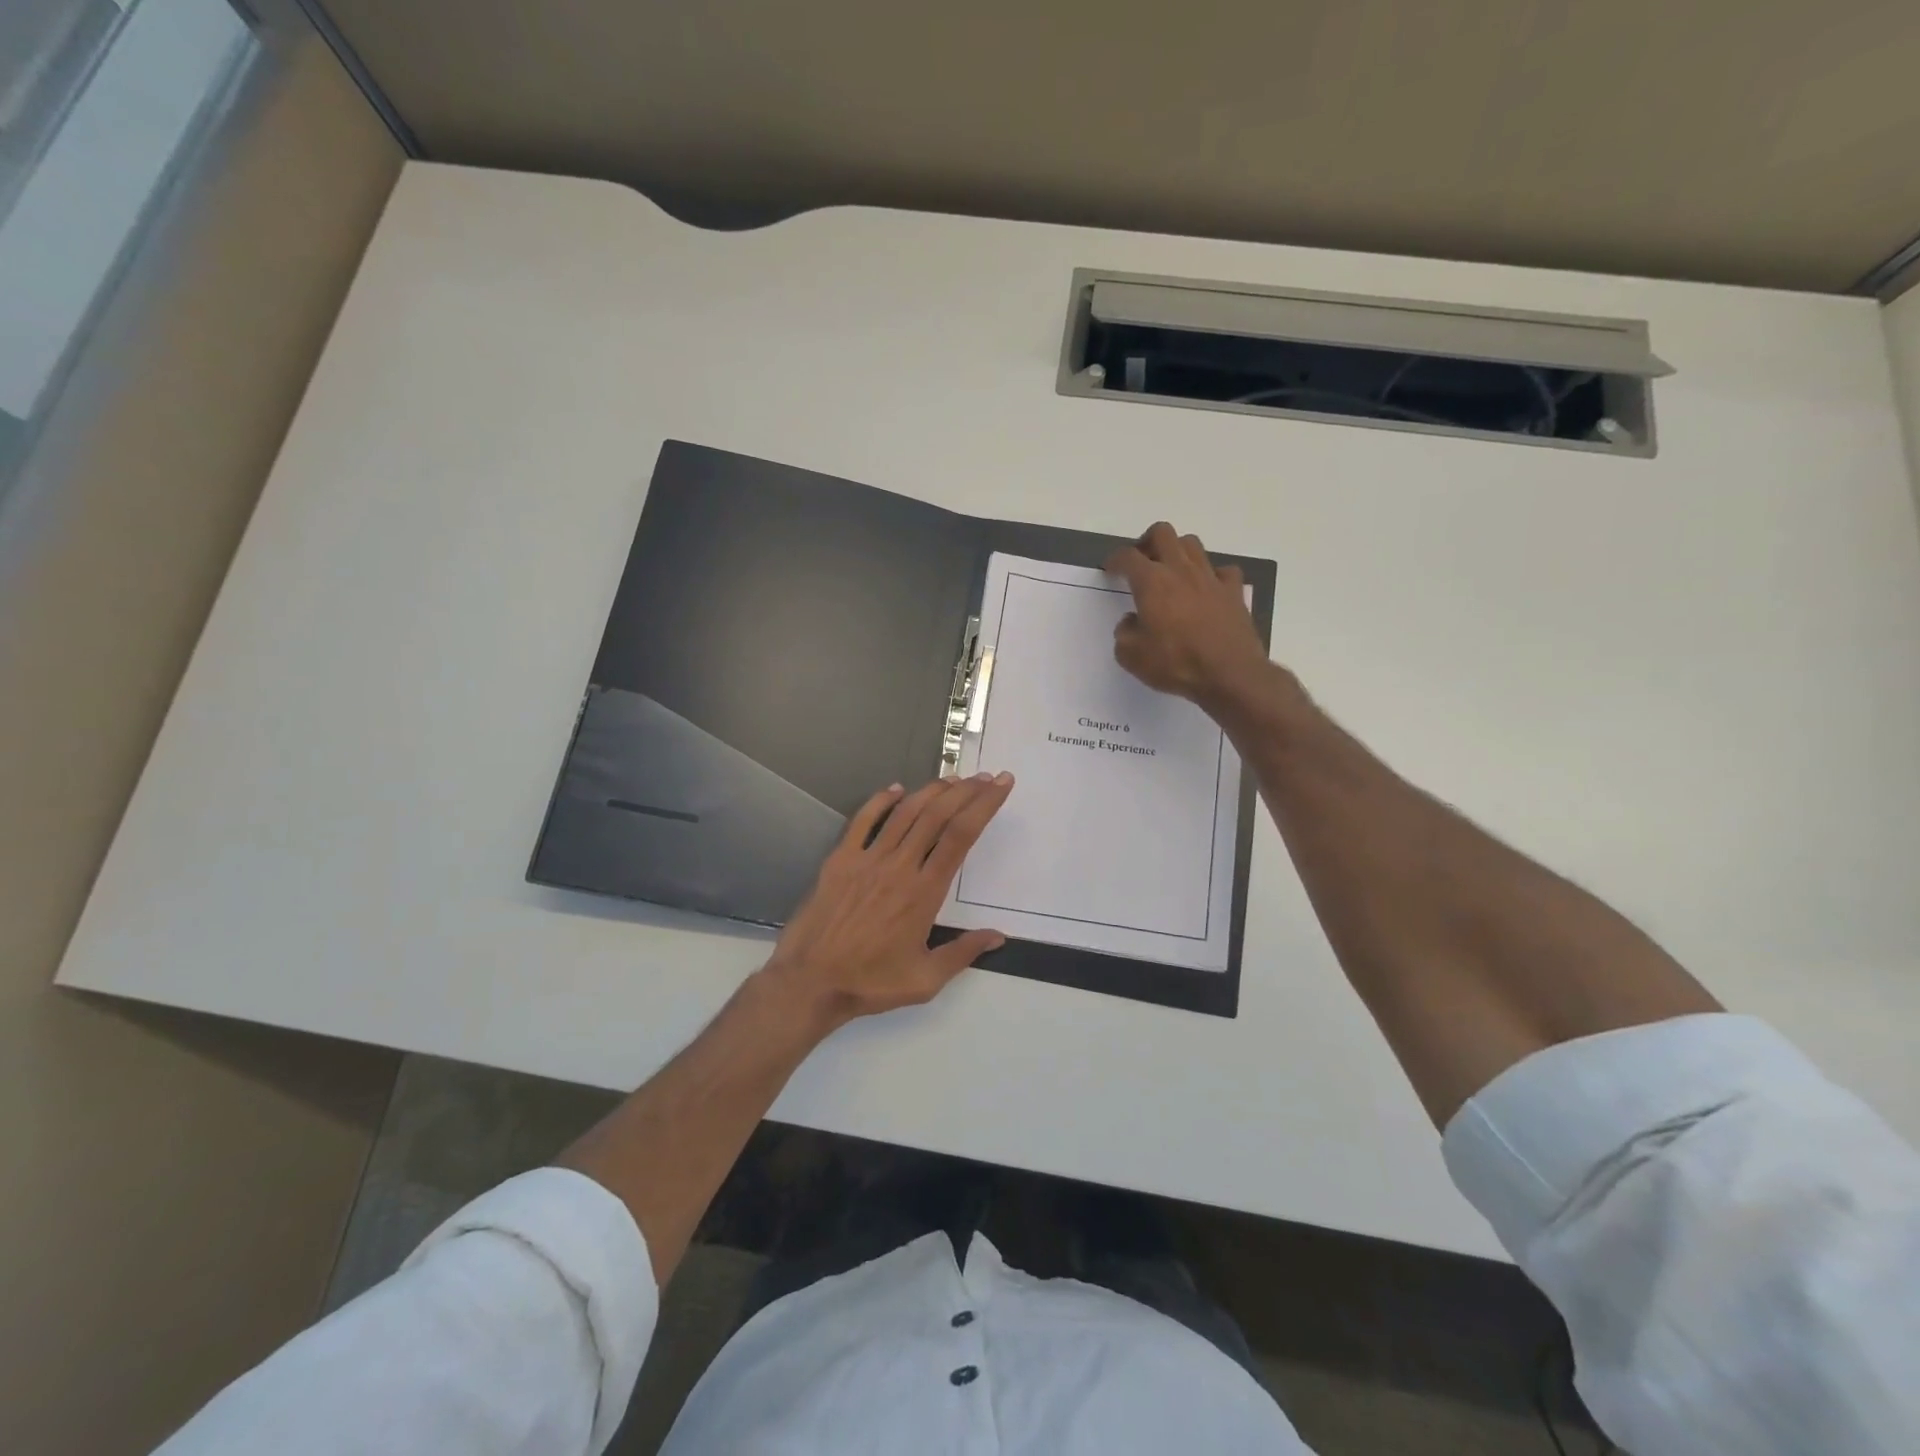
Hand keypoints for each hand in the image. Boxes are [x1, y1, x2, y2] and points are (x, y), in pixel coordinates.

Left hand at [759, 772, 1013, 1029]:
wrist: (810, 982)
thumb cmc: (870, 982)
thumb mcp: (925, 979)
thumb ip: (963, 953)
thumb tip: (998, 936)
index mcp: (924, 892)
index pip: (961, 836)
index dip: (984, 805)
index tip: (1001, 785)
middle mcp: (899, 867)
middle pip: (938, 815)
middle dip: (966, 791)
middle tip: (985, 777)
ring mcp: (867, 859)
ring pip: (905, 813)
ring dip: (932, 791)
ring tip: (953, 779)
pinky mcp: (840, 860)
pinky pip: (862, 821)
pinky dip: (881, 801)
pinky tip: (897, 789)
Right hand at [1106, 522, 1269, 707]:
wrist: (1229, 674)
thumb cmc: (1175, 664)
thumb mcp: (1132, 656)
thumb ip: (1124, 633)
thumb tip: (1131, 621)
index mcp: (1152, 582)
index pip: (1128, 557)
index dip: (1115, 559)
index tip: (1110, 569)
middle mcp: (1180, 570)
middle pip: (1162, 533)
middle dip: (1147, 542)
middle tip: (1141, 561)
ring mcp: (1210, 578)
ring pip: (1192, 544)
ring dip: (1178, 551)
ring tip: (1172, 571)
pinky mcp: (1234, 592)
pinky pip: (1223, 570)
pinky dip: (1212, 575)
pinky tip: (1207, 589)